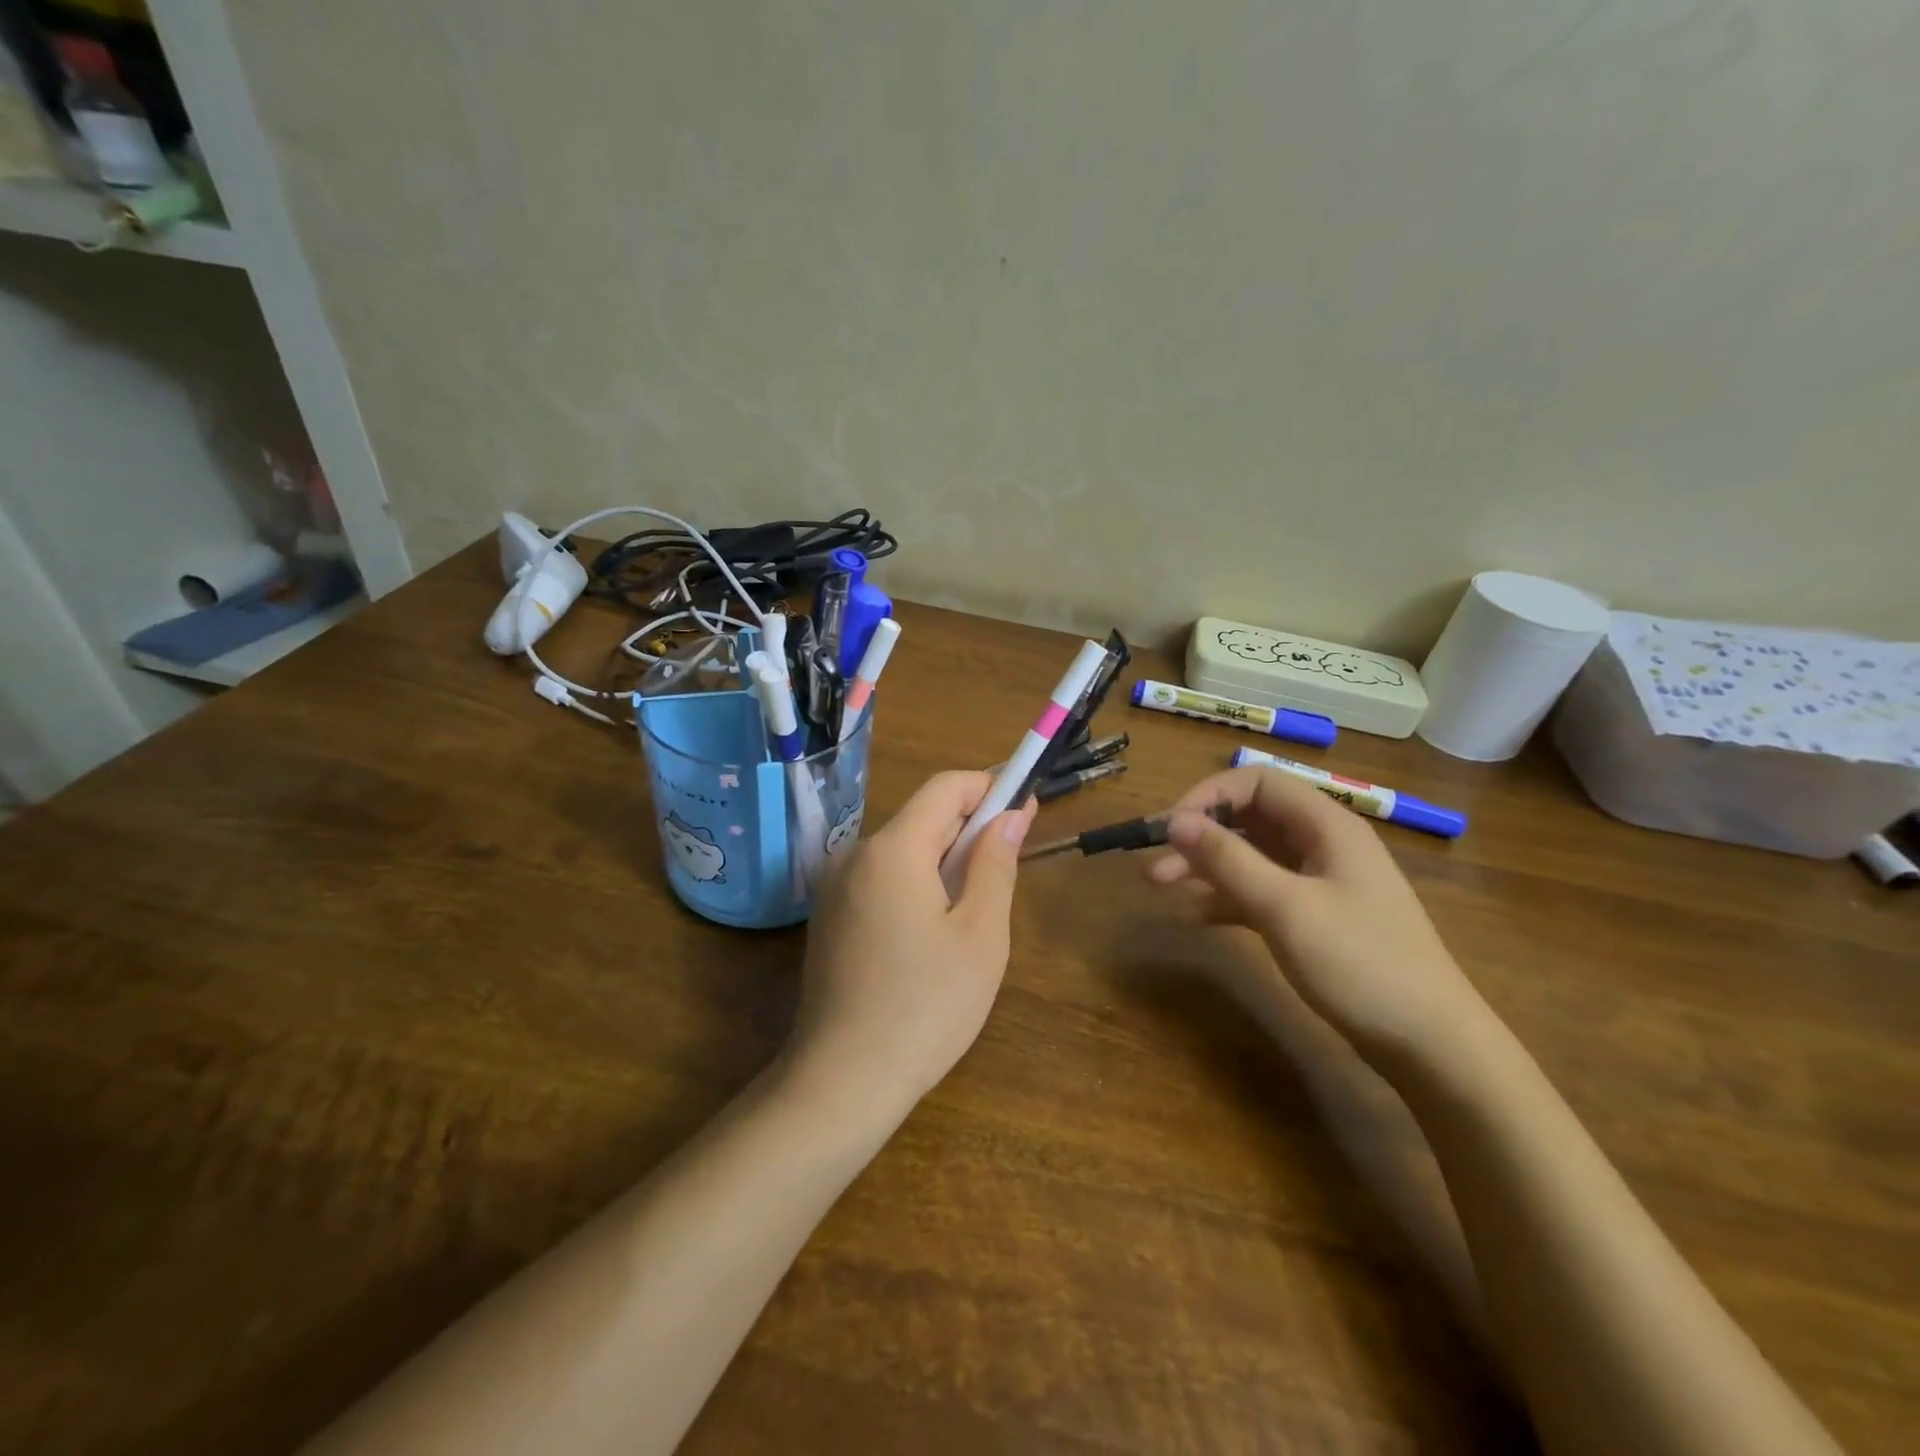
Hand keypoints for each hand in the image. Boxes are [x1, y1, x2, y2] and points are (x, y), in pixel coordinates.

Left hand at [784, 771, 1035, 1120]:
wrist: (842, 1081)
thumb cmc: (926, 1007)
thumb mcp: (980, 935)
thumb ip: (995, 863)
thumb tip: (1010, 814)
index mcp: (892, 849)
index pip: (945, 788)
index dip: (989, 787)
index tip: (1025, 808)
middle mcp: (855, 855)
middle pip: (922, 819)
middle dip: (969, 829)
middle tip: (1008, 867)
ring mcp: (835, 887)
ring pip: (903, 852)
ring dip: (944, 862)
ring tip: (973, 911)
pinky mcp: (829, 917)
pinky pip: (881, 880)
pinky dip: (915, 884)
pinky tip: (932, 934)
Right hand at [1145, 767, 1491, 1066]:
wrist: (1431, 1045)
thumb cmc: (1359, 963)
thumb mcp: (1285, 907)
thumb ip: (1227, 859)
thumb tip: (1174, 821)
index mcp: (1326, 826)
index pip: (1257, 782)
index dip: (1208, 795)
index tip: (1169, 827)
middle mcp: (1322, 844)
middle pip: (1250, 818)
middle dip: (1200, 834)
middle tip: (1153, 861)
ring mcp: (1320, 882)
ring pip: (1252, 856)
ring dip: (1206, 865)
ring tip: (1160, 885)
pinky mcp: (1315, 917)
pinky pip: (1261, 891)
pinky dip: (1227, 897)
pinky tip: (1196, 916)